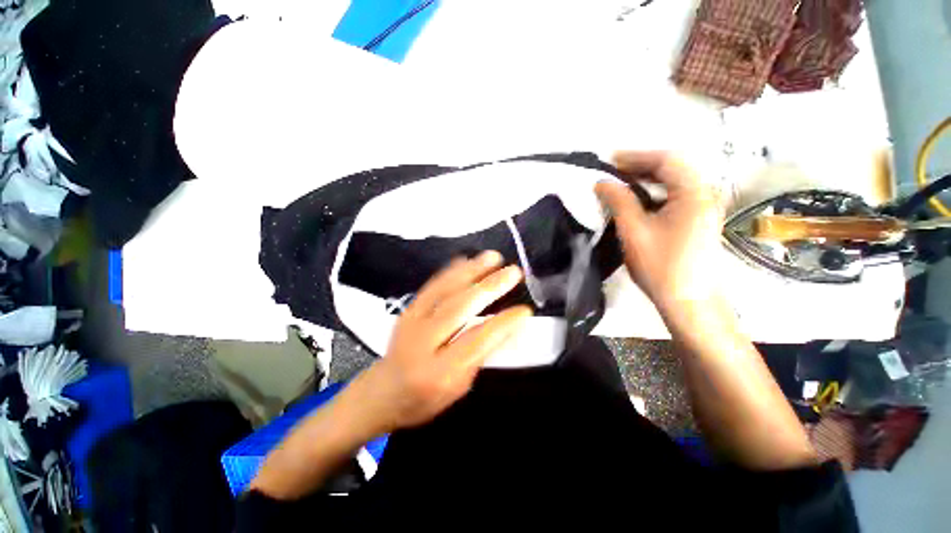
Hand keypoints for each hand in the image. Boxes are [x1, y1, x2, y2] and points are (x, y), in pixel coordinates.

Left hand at [347, 251, 531, 434]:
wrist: (382, 391)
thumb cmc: (425, 398)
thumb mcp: (459, 387)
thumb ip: (481, 355)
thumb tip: (505, 327)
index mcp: (439, 372)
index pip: (477, 341)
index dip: (503, 324)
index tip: (525, 310)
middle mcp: (423, 342)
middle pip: (459, 308)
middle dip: (489, 287)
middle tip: (513, 272)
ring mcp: (412, 321)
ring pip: (445, 290)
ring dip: (472, 271)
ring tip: (493, 257)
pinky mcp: (408, 309)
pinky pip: (432, 285)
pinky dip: (451, 271)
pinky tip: (467, 260)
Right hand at [595, 151, 723, 317]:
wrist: (688, 300)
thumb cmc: (660, 266)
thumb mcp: (634, 231)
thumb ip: (619, 201)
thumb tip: (601, 182)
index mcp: (694, 193)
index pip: (666, 160)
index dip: (636, 156)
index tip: (609, 159)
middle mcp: (704, 194)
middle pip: (673, 167)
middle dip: (641, 165)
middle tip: (613, 170)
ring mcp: (704, 207)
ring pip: (674, 181)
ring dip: (647, 178)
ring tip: (621, 182)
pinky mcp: (698, 219)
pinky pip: (675, 195)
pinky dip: (654, 192)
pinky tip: (638, 199)